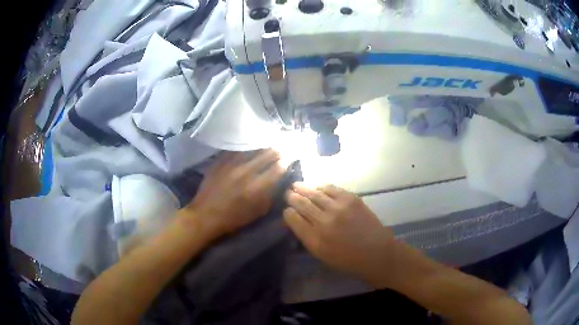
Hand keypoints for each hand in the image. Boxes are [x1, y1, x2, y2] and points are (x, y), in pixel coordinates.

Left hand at [184, 149, 285, 238]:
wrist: (204, 216)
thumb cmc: (233, 219)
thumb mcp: (258, 212)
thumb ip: (270, 195)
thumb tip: (279, 180)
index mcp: (257, 187)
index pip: (278, 167)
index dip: (288, 161)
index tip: (292, 157)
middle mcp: (246, 171)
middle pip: (268, 153)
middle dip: (279, 151)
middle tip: (283, 149)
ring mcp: (231, 164)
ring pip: (253, 147)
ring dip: (264, 147)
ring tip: (269, 145)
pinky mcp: (220, 161)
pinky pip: (237, 149)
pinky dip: (247, 148)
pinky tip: (250, 147)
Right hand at [284, 183, 400, 283]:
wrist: (376, 253)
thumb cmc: (348, 260)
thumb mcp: (322, 255)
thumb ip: (308, 237)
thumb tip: (298, 220)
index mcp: (315, 240)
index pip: (293, 219)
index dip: (288, 212)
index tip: (287, 210)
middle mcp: (324, 222)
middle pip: (301, 203)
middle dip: (292, 197)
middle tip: (288, 193)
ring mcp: (338, 208)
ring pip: (314, 193)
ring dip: (303, 188)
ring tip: (296, 185)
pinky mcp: (351, 199)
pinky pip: (330, 188)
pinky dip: (321, 186)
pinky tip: (316, 186)